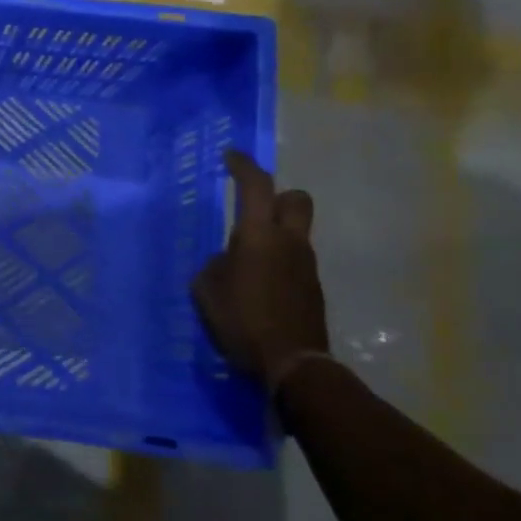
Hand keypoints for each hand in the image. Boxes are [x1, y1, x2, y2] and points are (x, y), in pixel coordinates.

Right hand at [192, 150, 329, 386]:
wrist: (293, 364)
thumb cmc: (241, 320)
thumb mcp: (207, 290)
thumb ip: (215, 267)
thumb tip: (227, 262)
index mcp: (258, 236)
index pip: (255, 186)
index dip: (243, 166)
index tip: (231, 156)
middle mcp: (289, 242)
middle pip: (295, 199)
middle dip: (275, 196)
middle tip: (252, 209)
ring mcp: (306, 265)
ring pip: (296, 232)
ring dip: (275, 235)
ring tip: (245, 261)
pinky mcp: (313, 288)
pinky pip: (295, 261)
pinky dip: (278, 263)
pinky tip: (258, 288)